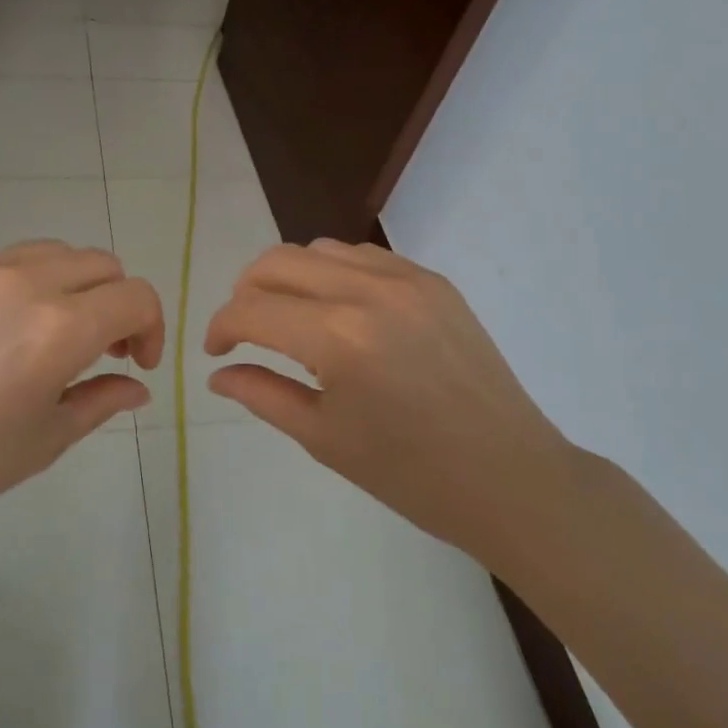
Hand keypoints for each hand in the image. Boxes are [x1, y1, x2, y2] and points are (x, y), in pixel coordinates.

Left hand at [0, 240, 163, 548]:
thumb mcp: (44, 441)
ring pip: (59, 252)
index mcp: (59, 328)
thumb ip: (101, 400)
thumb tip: (137, 385)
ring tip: (60, 330)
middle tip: (105, 349)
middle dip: (119, 303)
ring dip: (79, 284)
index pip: (136, 297)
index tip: (138, 363)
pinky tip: (12, 325)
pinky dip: (36, 279)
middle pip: (103, 265)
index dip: (153, 327)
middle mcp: (27, 282)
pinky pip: (13, 258)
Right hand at [204, 240, 569, 565]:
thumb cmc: (412, 475)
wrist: (511, 478)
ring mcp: (405, 278)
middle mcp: (367, 290)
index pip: (251, 310)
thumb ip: (262, 394)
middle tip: (244, 330)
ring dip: (289, 277)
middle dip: (246, 292)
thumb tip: (219, 373)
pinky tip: (338, 309)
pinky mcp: (433, 280)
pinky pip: (363, 256)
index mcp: (337, 338)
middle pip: (277, 262)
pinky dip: (333, 272)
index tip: (216, 352)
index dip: (221, 327)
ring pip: (318, 249)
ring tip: (290, 317)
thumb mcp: (324, 439)